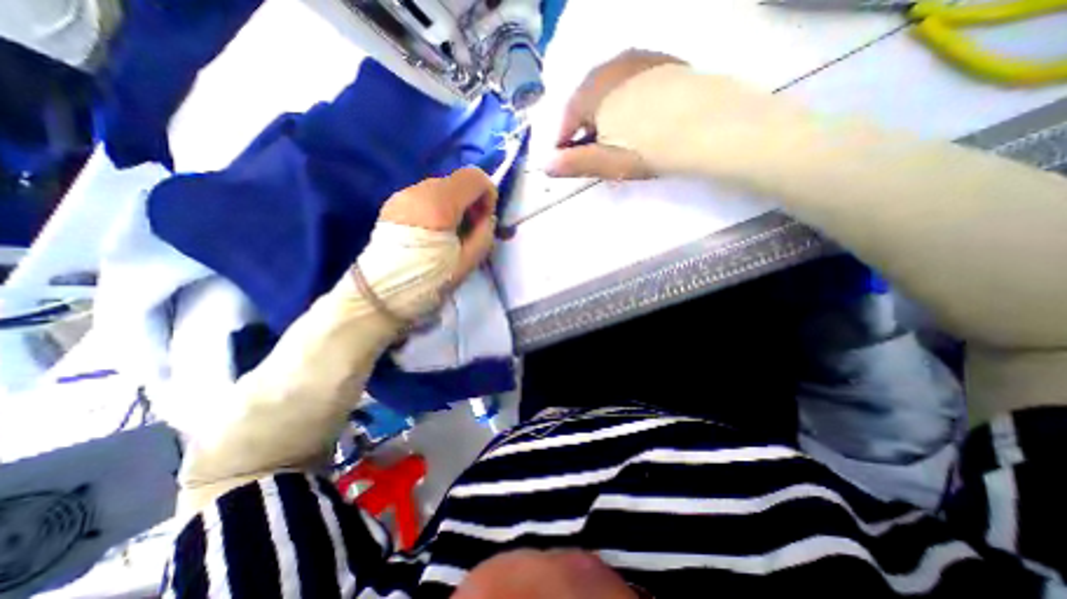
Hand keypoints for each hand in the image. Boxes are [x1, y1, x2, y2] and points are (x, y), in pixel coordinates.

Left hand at [379, 166, 499, 288]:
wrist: (382, 292)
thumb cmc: (430, 279)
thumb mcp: (469, 261)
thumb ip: (485, 233)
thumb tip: (487, 218)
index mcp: (439, 204)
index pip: (474, 177)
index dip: (488, 194)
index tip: (484, 219)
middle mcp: (419, 190)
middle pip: (457, 182)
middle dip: (470, 201)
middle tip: (469, 230)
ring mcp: (402, 195)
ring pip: (440, 188)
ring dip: (453, 205)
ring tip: (449, 234)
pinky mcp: (392, 204)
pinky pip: (424, 197)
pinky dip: (436, 208)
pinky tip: (431, 233)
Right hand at [549, 50, 808, 179]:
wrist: (710, 126)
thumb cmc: (649, 149)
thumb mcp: (607, 162)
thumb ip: (573, 163)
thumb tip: (542, 166)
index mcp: (591, 94)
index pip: (565, 119)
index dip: (562, 142)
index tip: (566, 160)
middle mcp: (609, 69)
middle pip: (585, 102)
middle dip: (583, 128)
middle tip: (591, 152)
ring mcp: (637, 61)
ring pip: (607, 91)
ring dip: (603, 115)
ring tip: (613, 138)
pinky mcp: (661, 62)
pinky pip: (630, 83)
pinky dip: (625, 102)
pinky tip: (638, 118)